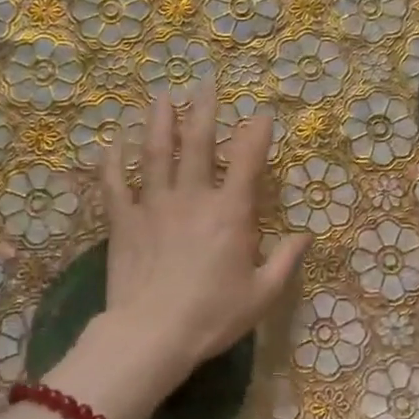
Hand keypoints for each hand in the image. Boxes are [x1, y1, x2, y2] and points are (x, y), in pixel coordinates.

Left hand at [98, 85, 308, 398]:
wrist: (151, 336)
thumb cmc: (212, 316)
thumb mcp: (262, 294)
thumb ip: (286, 261)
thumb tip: (306, 235)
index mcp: (230, 213)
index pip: (247, 161)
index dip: (256, 134)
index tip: (261, 114)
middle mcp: (192, 197)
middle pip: (197, 143)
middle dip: (204, 110)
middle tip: (205, 83)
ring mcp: (154, 204)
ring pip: (155, 152)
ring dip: (159, 121)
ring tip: (162, 97)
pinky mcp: (123, 220)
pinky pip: (115, 183)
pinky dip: (112, 161)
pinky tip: (112, 142)